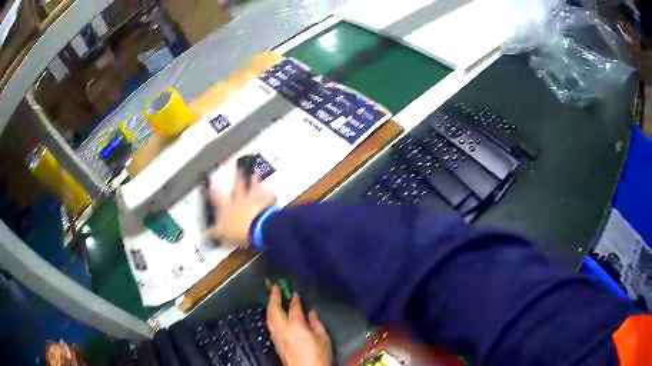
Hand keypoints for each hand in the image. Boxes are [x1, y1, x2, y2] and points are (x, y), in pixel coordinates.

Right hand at [208, 171, 275, 244]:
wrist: (258, 227)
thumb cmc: (238, 230)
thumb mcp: (223, 234)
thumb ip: (214, 232)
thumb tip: (205, 233)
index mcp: (227, 207)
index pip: (218, 198)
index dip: (214, 190)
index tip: (211, 182)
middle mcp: (240, 200)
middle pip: (238, 186)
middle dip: (237, 177)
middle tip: (239, 168)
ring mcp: (254, 200)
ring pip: (253, 188)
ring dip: (254, 181)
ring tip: (254, 174)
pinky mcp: (267, 203)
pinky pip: (269, 196)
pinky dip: (270, 193)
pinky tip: (272, 190)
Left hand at [266, 286, 332, 365]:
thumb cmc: (319, 355)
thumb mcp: (323, 339)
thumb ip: (316, 324)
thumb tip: (310, 313)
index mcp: (296, 326)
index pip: (293, 308)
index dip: (294, 299)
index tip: (294, 292)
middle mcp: (282, 329)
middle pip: (274, 310)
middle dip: (274, 297)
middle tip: (275, 287)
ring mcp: (277, 336)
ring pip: (269, 318)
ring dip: (270, 306)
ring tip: (272, 298)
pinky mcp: (275, 343)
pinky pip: (270, 325)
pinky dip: (270, 316)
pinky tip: (273, 315)